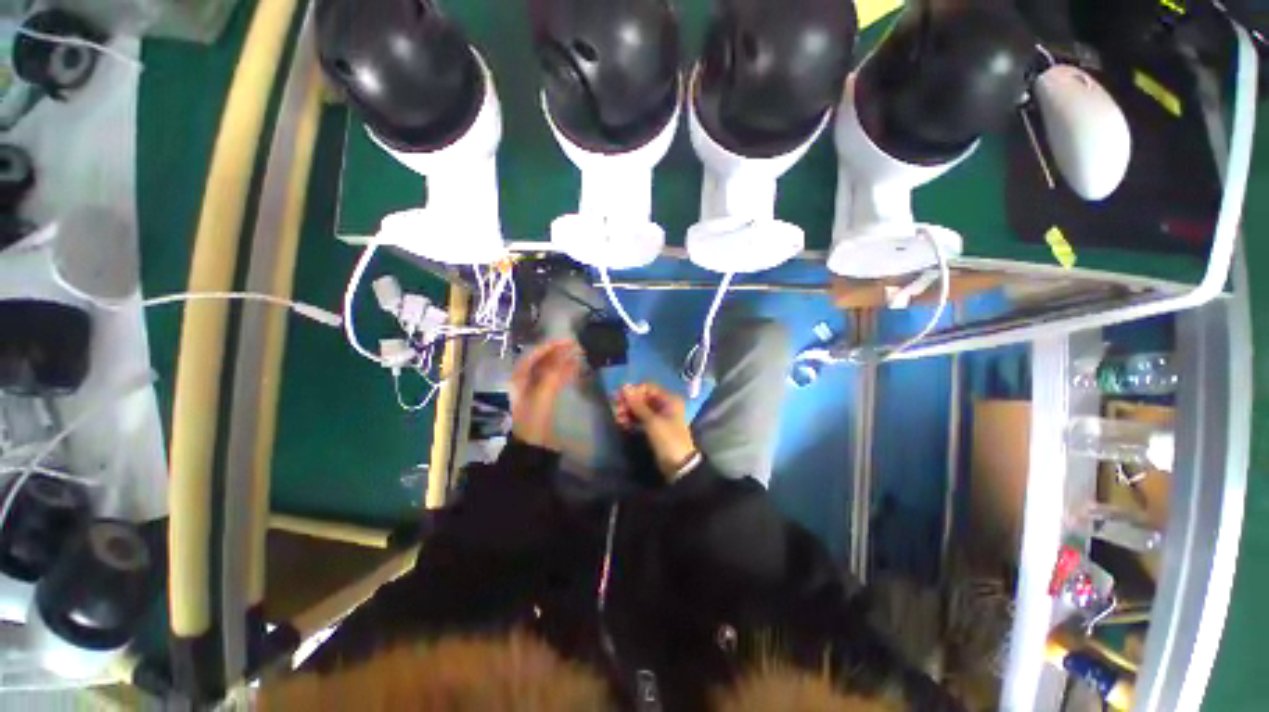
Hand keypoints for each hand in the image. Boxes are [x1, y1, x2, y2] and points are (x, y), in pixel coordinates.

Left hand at [511, 340, 580, 450]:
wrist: (532, 444)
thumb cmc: (533, 418)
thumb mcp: (542, 394)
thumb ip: (554, 373)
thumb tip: (568, 355)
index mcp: (519, 377)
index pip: (534, 354)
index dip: (550, 346)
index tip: (568, 341)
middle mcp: (525, 379)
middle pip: (542, 360)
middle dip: (558, 352)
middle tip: (575, 346)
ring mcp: (534, 388)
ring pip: (549, 369)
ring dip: (563, 361)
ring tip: (578, 354)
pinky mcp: (543, 396)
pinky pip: (554, 379)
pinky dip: (564, 372)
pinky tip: (575, 368)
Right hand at [614, 384, 696, 477]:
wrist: (678, 465)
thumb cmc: (668, 438)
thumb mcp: (652, 420)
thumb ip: (637, 404)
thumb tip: (624, 386)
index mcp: (669, 399)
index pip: (648, 388)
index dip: (634, 391)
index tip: (620, 397)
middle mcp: (664, 405)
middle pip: (643, 398)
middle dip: (628, 402)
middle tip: (615, 408)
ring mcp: (659, 417)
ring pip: (640, 409)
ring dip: (628, 411)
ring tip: (617, 417)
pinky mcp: (653, 428)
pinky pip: (640, 419)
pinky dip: (631, 419)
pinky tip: (621, 423)